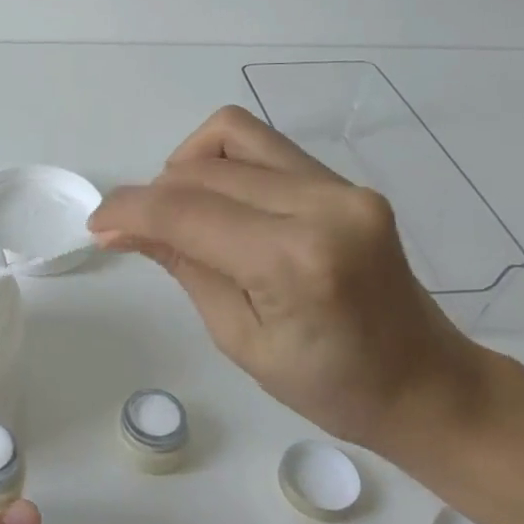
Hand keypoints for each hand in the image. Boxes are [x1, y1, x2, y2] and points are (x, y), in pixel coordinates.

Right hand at [87, 105, 484, 450]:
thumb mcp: (239, 338)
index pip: (186, 211)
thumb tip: (122, 226)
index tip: (98, 224)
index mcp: (294, 261)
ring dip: (186, 167)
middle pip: (203, 170)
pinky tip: (219, 204)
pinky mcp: (345, 182)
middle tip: (134, 232)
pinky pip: (263, 148)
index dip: (129, 209)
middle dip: (153, 195)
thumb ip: (183, 266)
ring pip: (231, 136)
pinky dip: (222, 165)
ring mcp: (340, 186)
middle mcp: (322, 205)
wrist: (426, 384)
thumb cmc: (330, 387)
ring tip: (180, 211)